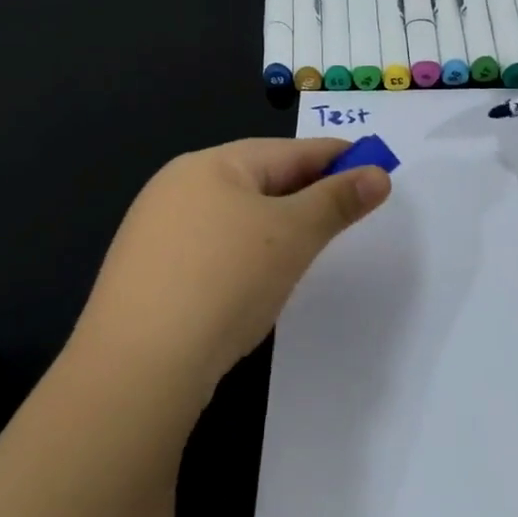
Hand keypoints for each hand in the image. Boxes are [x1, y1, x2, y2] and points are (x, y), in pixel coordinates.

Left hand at [73, 138, 390, 398]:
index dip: (335, 157)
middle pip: (258, 179)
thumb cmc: (226, 280)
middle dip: (306, 191)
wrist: (139, 365)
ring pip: (233, 215)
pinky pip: (210, 247)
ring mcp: (155, 230)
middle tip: (347, 207)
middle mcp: (176, 186)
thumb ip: (337, 201)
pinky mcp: (147, 272)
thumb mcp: (294, 235)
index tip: (374, 166)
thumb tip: (378, 174)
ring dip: (274, 223)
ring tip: (307, 242)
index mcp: (210, 165)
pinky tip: (254, 276)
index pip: (288, 151)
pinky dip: (243, 252)